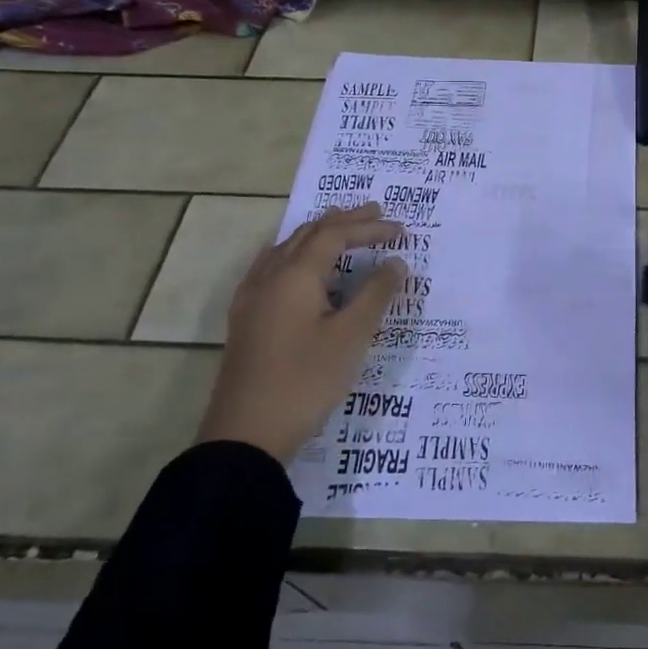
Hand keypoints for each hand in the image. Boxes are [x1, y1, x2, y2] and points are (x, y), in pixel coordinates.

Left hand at [196, 203, 406, 463]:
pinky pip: (272, 268)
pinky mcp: (247, 319)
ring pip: (287, 249)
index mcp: (294, 276)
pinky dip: (296, 255)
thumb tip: (396, 262)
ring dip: (318, 235)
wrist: (245, 435)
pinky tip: (300, 268)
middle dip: (344, 221)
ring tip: (341, 228)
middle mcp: (269, 277)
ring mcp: (252, 298)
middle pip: (308, 234)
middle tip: (377, 213)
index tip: (402, 230)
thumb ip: (376, 294)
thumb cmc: (305, 381)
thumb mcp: (351, 337)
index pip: (335, 235)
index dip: (369, 227)